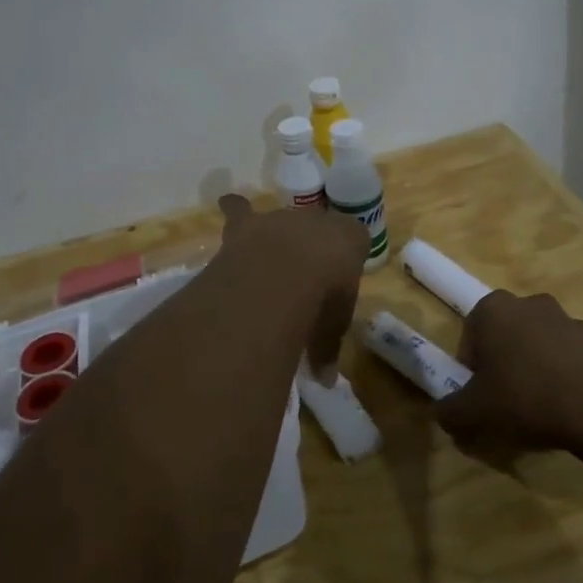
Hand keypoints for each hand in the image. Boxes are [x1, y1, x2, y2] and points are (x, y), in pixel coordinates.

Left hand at [215, 195, 366, 381]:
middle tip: (304, 274)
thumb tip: (325, 380)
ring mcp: (283, 218)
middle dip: (310, 248)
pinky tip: (226, 203)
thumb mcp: (332, 328)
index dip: (347, 259)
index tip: (340, 278)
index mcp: (351, 239)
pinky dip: (233, 208)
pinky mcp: (250, 223)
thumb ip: (327, 347)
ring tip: (268, 255)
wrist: (287, 270)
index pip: (355, 240)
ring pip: (281, 222)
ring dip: (276, 237)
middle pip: (317, 228)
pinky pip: (240, 209)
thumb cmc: (324, 298)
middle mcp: (319, 220)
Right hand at [434, 290, 582, 458]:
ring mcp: (564, 316)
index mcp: (492, 308)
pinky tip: (566, 406)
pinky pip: (565, 356)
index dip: (471, 369)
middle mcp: (526, 302)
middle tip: (506, 401)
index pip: (470, 336)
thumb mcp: (474, 413)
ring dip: (532, 368)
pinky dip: (561, 374)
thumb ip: (449, 412)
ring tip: (538, 407)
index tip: (481, 395)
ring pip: (535, 344)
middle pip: (503, 336)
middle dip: (502, 364)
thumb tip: (440, 414)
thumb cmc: (525, 398)